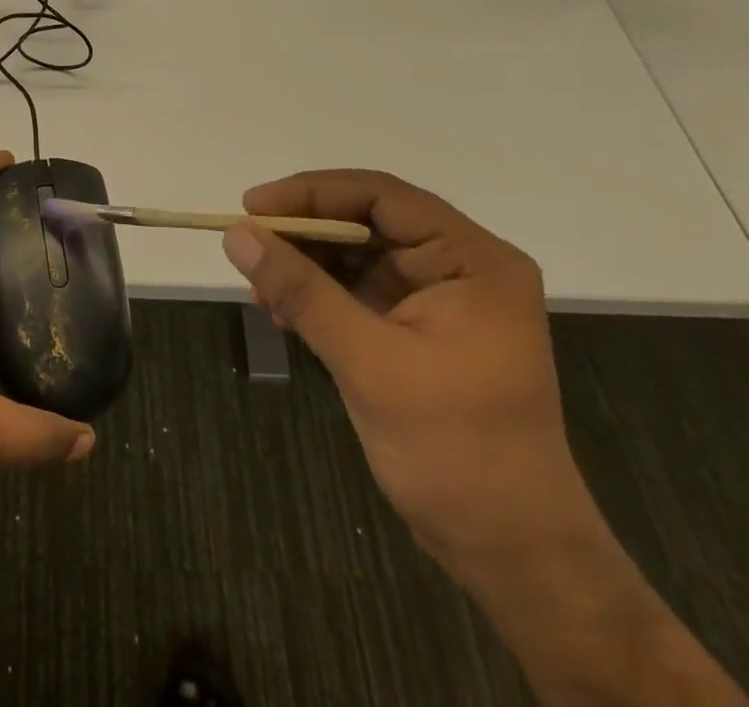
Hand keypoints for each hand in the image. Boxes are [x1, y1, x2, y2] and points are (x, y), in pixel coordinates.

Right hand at [223, 170, 589, 572]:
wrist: (511, 554)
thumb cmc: (456, 452)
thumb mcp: (370, 363)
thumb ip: (302, 292)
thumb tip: (237, 234)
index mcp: (473, 261)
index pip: (382, 197)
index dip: (313, 193)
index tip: (253, 207)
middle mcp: (460, 267)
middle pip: (366, 222)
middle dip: (304, 234)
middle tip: (246, 245)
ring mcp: (439, 299)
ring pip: (356, 256)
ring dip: (304, 266)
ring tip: (259, 289)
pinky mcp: (418, 329)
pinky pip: (356, 291)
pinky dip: (316, 295)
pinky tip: (280, 312)